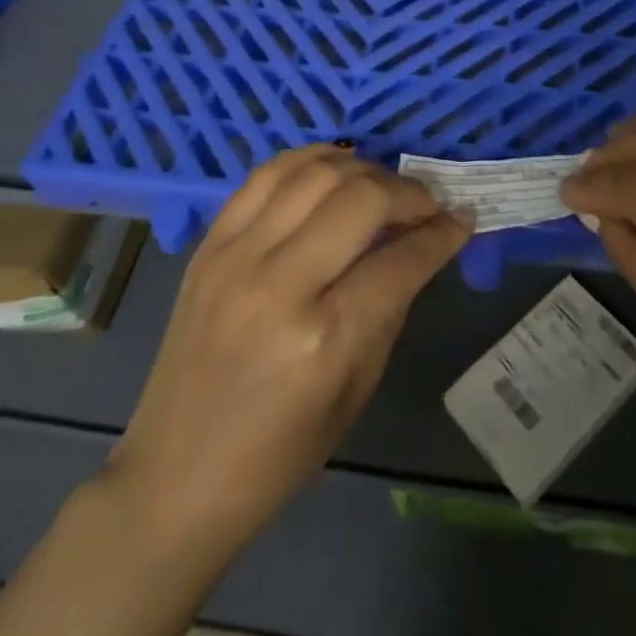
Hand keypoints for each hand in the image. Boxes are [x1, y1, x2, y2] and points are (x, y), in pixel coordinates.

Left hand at [108, 142, 469, 566]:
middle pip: (362, 199)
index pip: (401, 260)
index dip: (442, 234)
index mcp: (323, 339)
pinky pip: (265, 174)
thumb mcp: (356, 391)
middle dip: (409, 193)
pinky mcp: (209, 244)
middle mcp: (280, 283)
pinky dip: (309, 159)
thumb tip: (420, 246)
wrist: (173, 477)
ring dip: (364, 168)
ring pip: (316, 172)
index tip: (462, 219)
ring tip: (383, 185)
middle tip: (427, 204)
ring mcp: (237, 256)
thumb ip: (390, 307)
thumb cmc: (277, 454)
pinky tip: (334, 165)